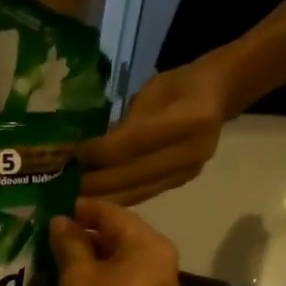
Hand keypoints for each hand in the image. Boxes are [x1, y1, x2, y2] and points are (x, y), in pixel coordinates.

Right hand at [47, 199, 180, 285]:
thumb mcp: (77, 276)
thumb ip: (69, 243)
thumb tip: (61, 222)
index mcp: (148, 246)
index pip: (110, 213)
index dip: (78, 209)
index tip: (47, 211)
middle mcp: (156, 264)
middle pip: (113, 238)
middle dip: (78, 237)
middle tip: (41, 237)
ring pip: (111, 265)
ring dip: (81, 262)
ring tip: (46, 261)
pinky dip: (90, 284)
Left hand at [79, 56, 233, 204]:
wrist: (219, 94)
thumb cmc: (178, 85)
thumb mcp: (151, 91)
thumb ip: (125, 122)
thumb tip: (90, 149)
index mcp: (188, 118)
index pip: (134, 142)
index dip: (101, 152)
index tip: (74, 156)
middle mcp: (192, 150)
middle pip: (134, 174)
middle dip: (98, 182)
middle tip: (67, 185)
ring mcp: (189, 170)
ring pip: (138, 190)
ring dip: (105, 197)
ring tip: (77, 197)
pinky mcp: (183, 183)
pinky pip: (145, 195)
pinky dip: (120, 198)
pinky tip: (98, 200)